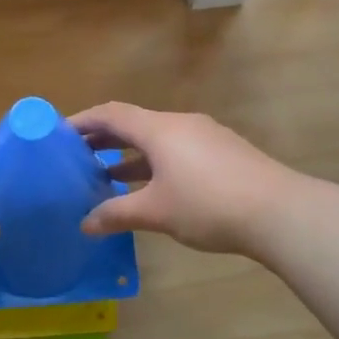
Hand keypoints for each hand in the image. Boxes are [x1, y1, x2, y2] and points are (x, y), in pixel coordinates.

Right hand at [70, 102, 292, 256]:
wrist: (280, 212)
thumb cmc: (208, 205)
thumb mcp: (156, 212)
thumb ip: (117, 214)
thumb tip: (85, 224)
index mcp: (159, 129)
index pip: (111, 114)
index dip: (82, 121)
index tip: (58, 135)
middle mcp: (180, 124)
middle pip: (133, 123)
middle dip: (103, 138)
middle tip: (76, 156)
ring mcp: (205, 137)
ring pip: (156, 139)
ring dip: (129, 153)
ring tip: (106, 174)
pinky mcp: (223, 153)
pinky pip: (177, 150)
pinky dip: (154, 162)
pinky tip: (150, 188)